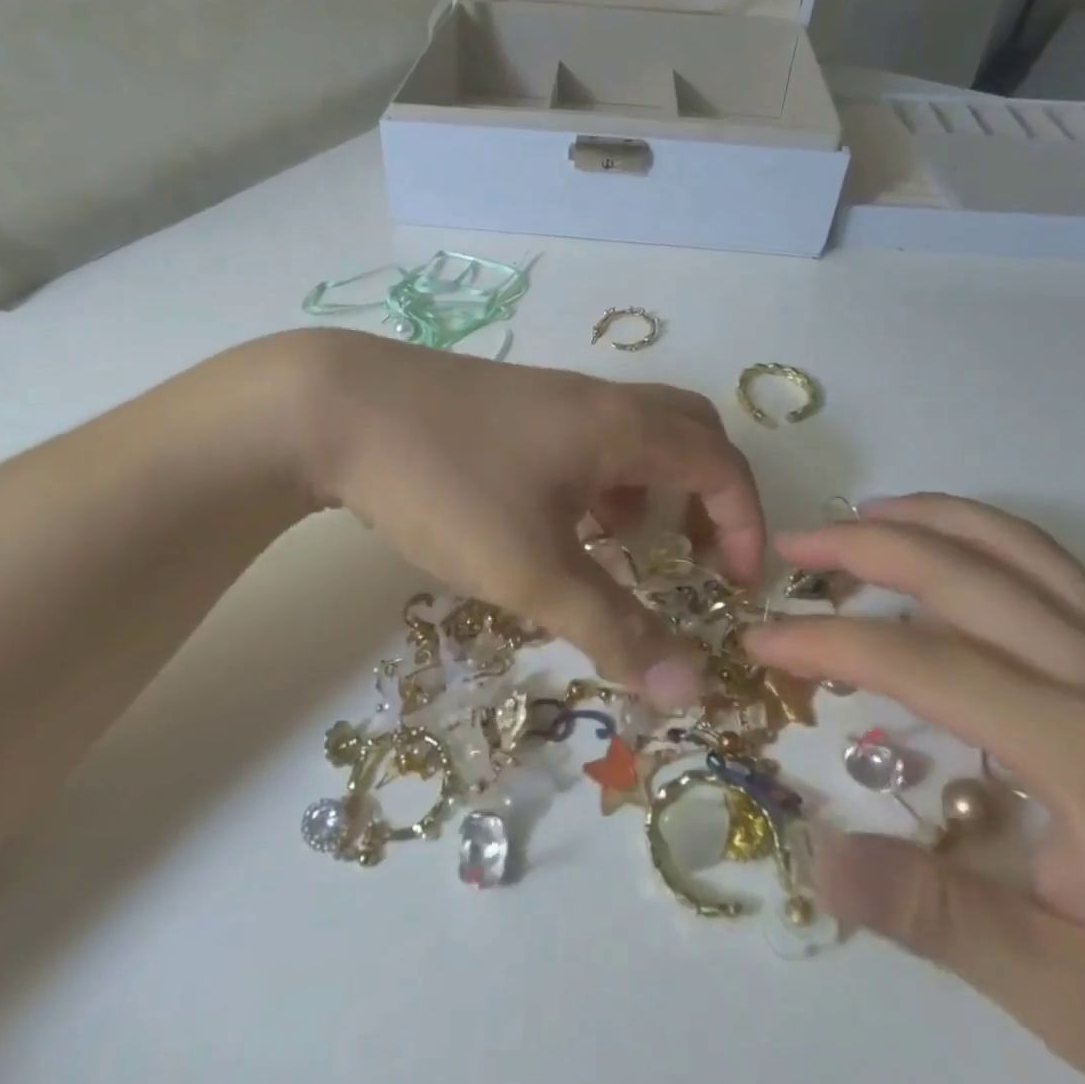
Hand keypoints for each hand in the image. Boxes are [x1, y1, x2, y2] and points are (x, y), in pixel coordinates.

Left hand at [293, 331, 761, 706]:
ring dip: (654, 484)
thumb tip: (690, 688)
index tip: (733, 585)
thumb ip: (612, 626)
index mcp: (623, 427)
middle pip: (690, 430)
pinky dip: (604, 476)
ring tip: (625, 543)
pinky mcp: (511, 404)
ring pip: (635, 431)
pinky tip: (559, 518)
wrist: (338, 407)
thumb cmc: (448, 484)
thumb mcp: (531, 569)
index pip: (721, 463)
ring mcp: (551, 395)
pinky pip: (588, 435)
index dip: (745, 524)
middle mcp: (598, 400)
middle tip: (697, 554)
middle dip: (711, 493)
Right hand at [745, 495, 1084, 1083]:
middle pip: (962, 571)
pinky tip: (956, 554)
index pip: (919, 661)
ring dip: (930, 518)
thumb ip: (936, 915)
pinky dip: (988, 536)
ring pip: (1018, 547)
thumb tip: (813, 857)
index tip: (759, 642)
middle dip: (860, 546)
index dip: (824, 644)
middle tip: (789, 546)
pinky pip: (1058, 571)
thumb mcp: (1079, 1002)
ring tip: (860, 516)